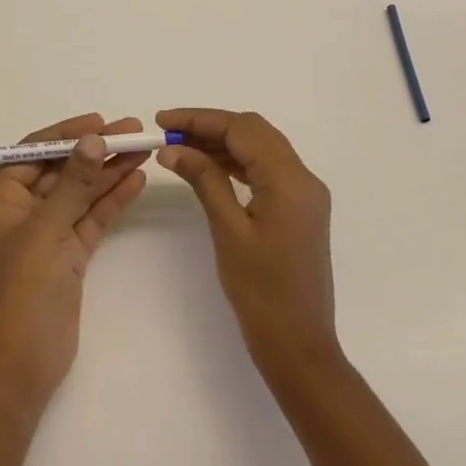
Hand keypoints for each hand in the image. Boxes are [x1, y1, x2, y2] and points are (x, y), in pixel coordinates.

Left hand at [0, 113, 148, 417]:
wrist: (25, 362)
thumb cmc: (23, 288)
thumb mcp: (47, 229)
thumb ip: (74, 183)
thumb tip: (93, 138)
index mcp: (2, 200)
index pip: (33, 154)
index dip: (66, 134)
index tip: (99, 122)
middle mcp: (24, 211)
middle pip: (62, 170)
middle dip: (95, 150)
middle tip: (133, 131)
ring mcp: (49, 233)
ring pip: (82, 193)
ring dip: (109, 171)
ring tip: (143, 148)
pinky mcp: (70, 254)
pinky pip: (92, 218)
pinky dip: (112, 200)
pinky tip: (136, 179)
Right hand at [156, 108, 339, 375]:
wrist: (299, 346)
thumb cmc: (261, 292)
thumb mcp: (228, 231)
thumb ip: (204, 180)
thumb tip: (173, 148)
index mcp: (290, 181)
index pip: (242, 129)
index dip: (200, 119)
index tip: (161, 121)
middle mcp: (303, 179)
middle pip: (254, 132)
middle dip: (210, 126)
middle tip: (168, 132)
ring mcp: (304, 194)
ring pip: (260, 149)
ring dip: (222, 143)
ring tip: (180, 148)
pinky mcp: (298, 209)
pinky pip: (265, 170)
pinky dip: (236, 162)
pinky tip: (208, 167)